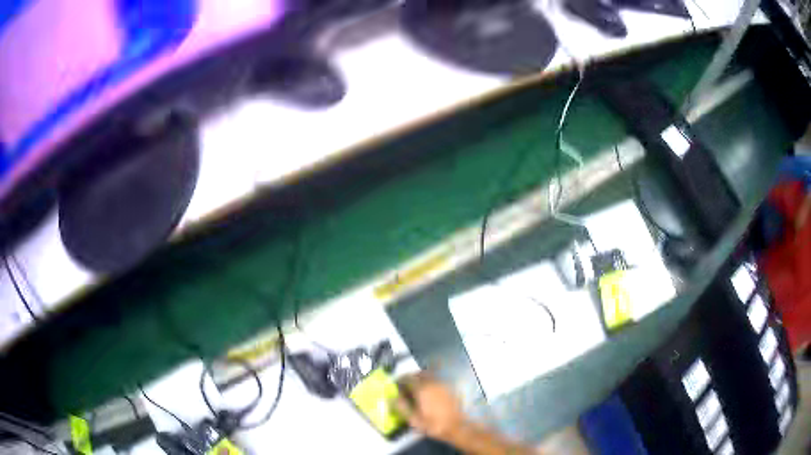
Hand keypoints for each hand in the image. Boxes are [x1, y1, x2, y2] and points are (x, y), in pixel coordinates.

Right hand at [394, 373, 467, 443]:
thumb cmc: (434, 425)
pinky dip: (430, 383)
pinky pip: (437, 380)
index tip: (396, 386)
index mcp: (422, 389)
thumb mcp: (414, 420)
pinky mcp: (450, 388)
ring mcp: (443, 384)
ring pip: (429, 376)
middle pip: (419, 374)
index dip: (400, 380)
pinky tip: (429, 393)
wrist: (457, 427)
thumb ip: (401, 407)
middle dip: (410, 378)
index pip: (407, 378)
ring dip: (420, 379)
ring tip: (416, 390)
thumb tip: (392, 398)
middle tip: (405, 387)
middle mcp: (433, 383)